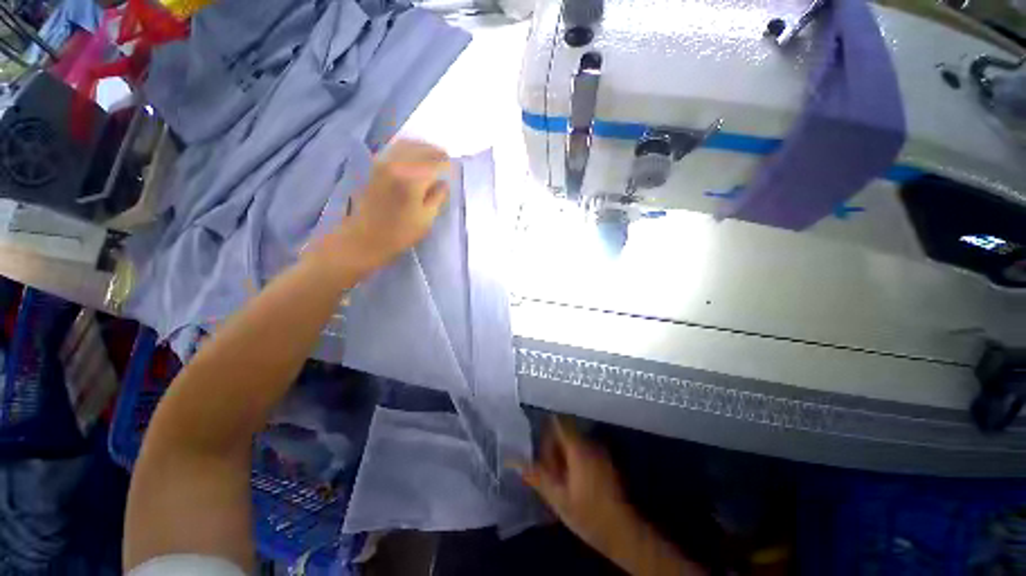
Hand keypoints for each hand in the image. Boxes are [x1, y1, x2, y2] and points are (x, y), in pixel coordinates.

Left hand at [319, 139, 450, 278]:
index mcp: (412, 179)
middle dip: (437, 152)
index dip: (448, 166)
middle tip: (447, 159)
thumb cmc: (400, 232)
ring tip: (433, 155)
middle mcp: (397, 164)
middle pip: (421, 149)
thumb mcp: (426, 218)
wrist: (366, 237)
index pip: (436, 164)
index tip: (455, 169)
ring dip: (423, 147)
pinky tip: (415, 157)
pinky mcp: (376, 165)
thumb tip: (444, 183)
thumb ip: (438, 197)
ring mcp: (384, 162)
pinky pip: (395, 148)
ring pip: (407, 144)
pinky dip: (408, 148)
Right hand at [518, 417, 636, 552]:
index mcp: (578, 448)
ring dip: (561, 455)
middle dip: (552, 448)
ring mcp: (599, 451)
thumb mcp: (557, 498)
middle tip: (546, 471)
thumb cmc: (588, 515)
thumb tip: (513, 461)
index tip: (536, 446)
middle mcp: (590, 443)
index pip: (557, 422)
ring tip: (556, 479)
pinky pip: (582, 450)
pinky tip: (570, 481)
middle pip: (564, 432)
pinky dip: (572, 460)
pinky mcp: (604, 461)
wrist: (622, 532)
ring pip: (573, 442)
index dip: (544, 431)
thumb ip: (536, 476)